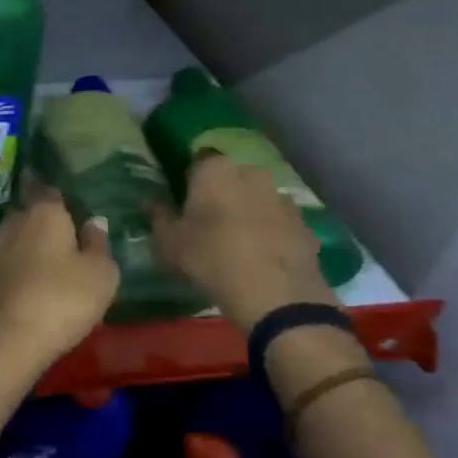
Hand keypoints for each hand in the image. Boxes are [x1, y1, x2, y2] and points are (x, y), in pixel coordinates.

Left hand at [0, 182, 118, 378]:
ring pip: (22, 236)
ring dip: (37, 243)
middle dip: (49, 218)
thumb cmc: (63, 298)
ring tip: (61, 257)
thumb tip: (94, 221)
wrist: (8, 340)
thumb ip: (99, 243)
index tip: (75, 195)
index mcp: (44, 211)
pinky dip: (27, 265)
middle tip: (72, 229)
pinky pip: (14, 260)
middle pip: (33, 210)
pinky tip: (42, 279)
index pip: (50, 187)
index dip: (62, 191)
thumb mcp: (101, 273)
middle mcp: (16, 222)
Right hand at [152, 155, 340, 329]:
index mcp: (215, 170)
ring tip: (237, 244)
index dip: (189, 182)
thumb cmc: (210, 258)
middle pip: (231, 179)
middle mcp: (252, 173)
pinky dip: (271, 234)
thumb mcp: (169, 242)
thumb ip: (159, 217)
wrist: (276, 295)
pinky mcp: (305, 225)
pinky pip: (280, 223)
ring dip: (249, 214)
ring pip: (258, 200)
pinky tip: (263, 259)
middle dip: (221, 195)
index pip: (197, 163)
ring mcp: (283, 198)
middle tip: (208, 224)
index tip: (182, 203)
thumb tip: (151, 201)